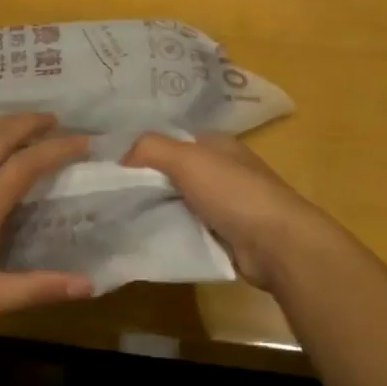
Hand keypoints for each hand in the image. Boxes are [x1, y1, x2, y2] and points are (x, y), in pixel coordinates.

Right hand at [122, 132, 336, 292]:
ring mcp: (226, 204)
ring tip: (121, 219)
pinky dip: (172, 232)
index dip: (143, 151)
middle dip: (146, 184)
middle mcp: (222, 170)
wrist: (276, 244)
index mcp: (217, 145)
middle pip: (173, 173)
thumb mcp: (187, 159)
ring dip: (157, 210)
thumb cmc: (233, 193)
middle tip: (110, 197)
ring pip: (179, 203)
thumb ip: (151, 148)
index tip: (112, 168)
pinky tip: (148, 238)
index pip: (172, 141)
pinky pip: (189, 228)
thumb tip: (121, 157)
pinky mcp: (226, 235)